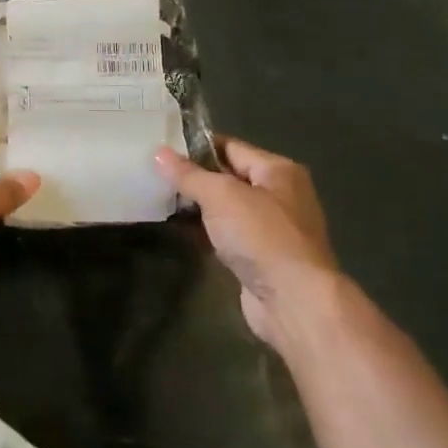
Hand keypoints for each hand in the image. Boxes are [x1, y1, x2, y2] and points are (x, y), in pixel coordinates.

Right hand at [154, 137, 338, 346]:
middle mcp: (280, 195)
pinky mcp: (261, 256)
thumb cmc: (262, 237)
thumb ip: (189, 174)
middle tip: (153, 174)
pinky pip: (227, 233)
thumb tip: (158, 152)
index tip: (160, 148)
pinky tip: (178, 230)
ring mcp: (272, 228)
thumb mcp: (221, 196)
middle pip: (228, 176)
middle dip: (193, 177)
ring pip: (226, 208)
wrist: (294, 301)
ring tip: (159, 199)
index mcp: (278, 171)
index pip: (230, 146)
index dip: (195, 146)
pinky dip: (205, 231)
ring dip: (197, 206)